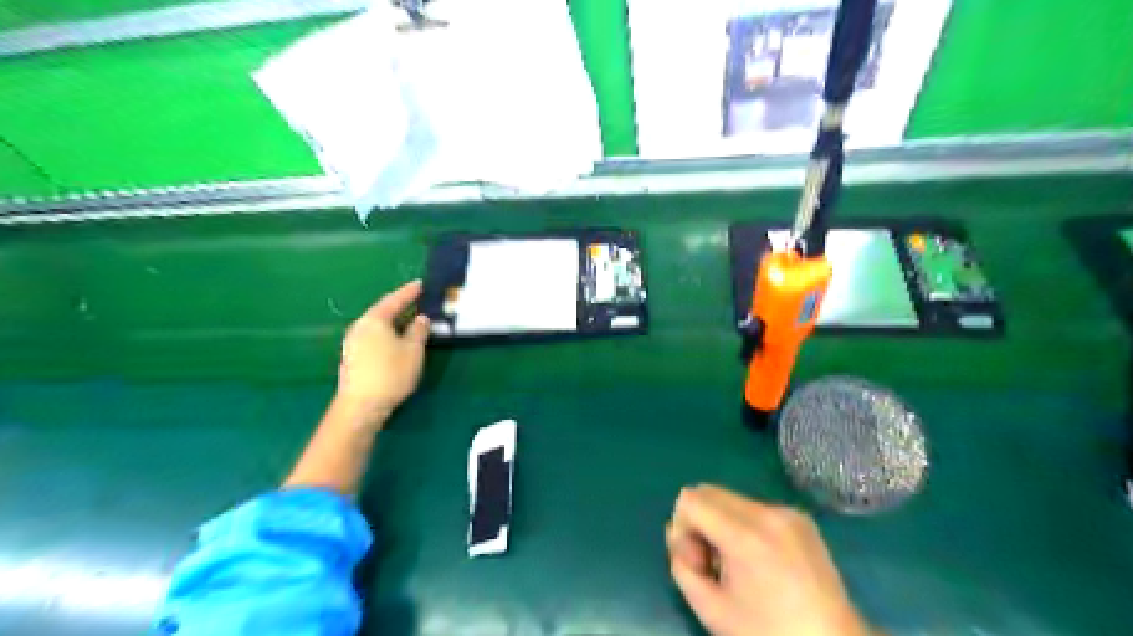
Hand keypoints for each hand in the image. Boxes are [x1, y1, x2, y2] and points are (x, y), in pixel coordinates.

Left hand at [333, 277, 432, 425]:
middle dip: (399, 306)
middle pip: (382, 311)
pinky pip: (373, 338)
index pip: (394, 300)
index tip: (420, 284)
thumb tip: (421, 318)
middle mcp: (360, 327)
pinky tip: (395, 342)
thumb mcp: (413, 350)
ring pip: (377, 326)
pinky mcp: (353, 358)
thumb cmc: (391, 373)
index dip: (409, 292)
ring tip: (408, 322)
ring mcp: (353, 343)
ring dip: (393, 322)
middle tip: (415, 301)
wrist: (361, 406)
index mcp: (375, 320)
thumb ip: (419, 331)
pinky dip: (387, 335)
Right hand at [667, 486, 870, 635]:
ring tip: (738, 564)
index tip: (698, 562)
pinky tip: (761, 560)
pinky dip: (745, 526)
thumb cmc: (767, 633)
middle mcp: (767, 512)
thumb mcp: (709, 609)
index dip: (682, 528)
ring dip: (722, 523)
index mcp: (745, 534)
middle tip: (713, 563)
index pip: (690, 499)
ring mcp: (788, 512)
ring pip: (731, 499)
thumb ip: (681, 565)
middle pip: (708, 491)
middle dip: (700, 522)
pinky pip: (755, 508)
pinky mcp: (801, 518)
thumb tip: (678, 534)